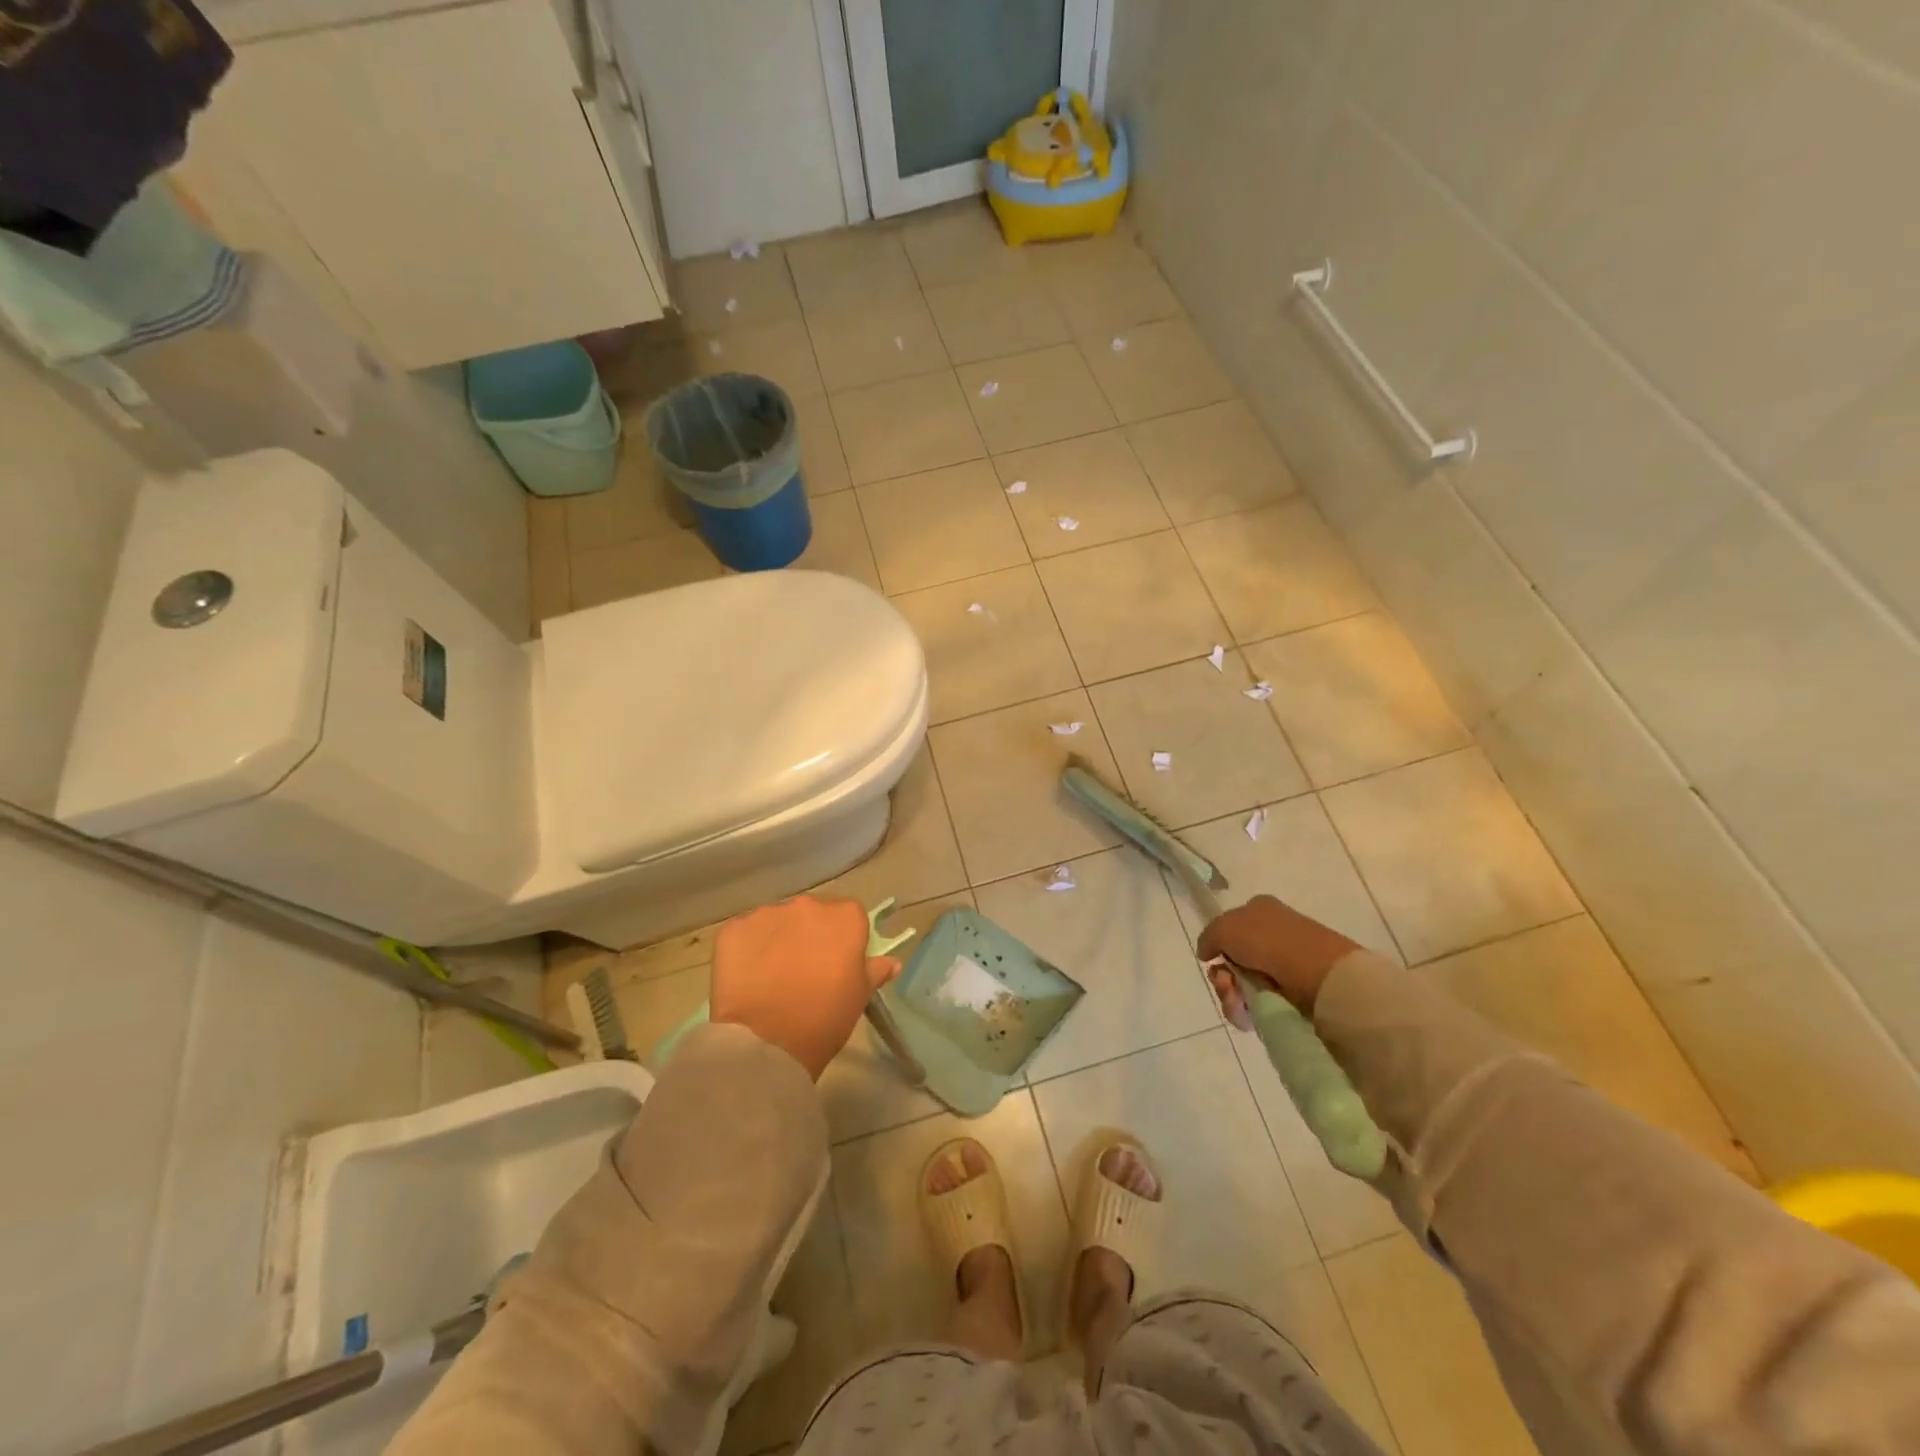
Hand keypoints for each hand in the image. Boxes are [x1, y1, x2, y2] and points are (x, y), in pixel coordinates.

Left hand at [710, 896, 900, 1079]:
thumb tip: (891, 962)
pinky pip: (745, 932)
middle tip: (803, 970)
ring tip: (771, 975)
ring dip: (777, 939)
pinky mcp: (734, 928)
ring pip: (777, 921)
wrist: (766, 1043)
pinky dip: (747, 949)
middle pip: (812, 913)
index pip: (850, 916)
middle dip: (809, 934)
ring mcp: (767, 914)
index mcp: (845, 917)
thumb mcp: (859, 997)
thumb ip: (875, 971)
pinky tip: (747, 976)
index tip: (836, 963)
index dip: (843, 939)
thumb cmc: (824, 1019)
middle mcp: (807, 905)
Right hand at [1197, 895, 1359, 1019]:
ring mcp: (1284, 965)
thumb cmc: (1270, 942)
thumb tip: (1207, 953)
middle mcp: (1271, 935)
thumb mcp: (1225, 927)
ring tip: (1239, 1003)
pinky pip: (1259, 1003)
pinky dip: (1249, 1010)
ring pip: (1242, 985)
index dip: (1218, 946)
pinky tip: (1249, 1014)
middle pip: (1232, 961)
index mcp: (1259, 911)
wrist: (1321, 975)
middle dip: (1222, 977)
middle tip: (1227, 984)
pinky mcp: (1293, 994)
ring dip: (1232, 996)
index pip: (1228, 928)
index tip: (1214, 960)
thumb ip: (1209, 937)